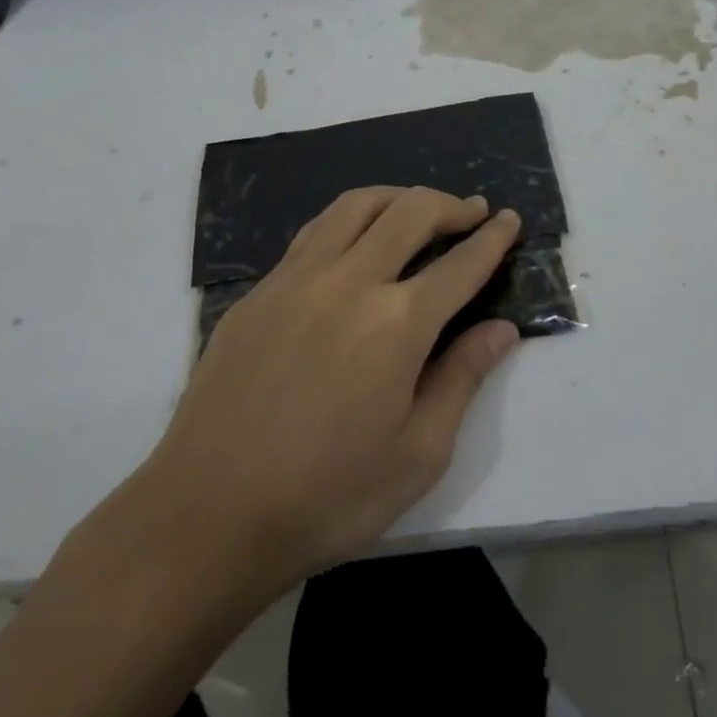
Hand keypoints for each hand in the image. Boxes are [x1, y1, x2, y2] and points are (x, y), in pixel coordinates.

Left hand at [135, 186, 522, 619]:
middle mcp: (350, 283)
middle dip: (452, 205)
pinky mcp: (259, 291)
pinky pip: (314, 232)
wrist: (205, 519)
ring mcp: (296, 280)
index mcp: (397, 324)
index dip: (493, 239)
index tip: (511, 220)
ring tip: (418, 209)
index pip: (461, 263)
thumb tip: (502, 329)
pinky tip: (356, 241)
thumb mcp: (418, 454)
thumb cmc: (326, 498)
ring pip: (356, 206)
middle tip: (473, 212)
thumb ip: (463, 378)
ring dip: (399, 197)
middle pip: (411, 212)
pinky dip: (350, 219)